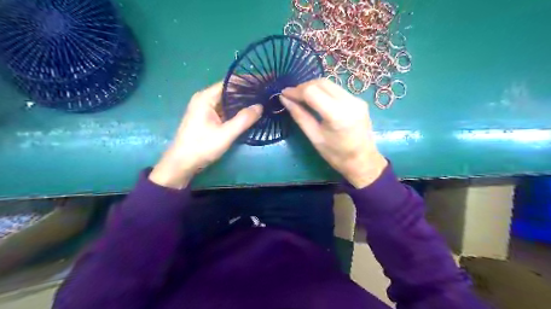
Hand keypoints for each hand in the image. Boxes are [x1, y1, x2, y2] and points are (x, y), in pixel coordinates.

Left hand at [150, 82, 262, 188]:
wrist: (182, 164)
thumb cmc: (201, 147)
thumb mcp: (225, 134)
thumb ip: (243, 119)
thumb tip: (260, 106)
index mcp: (206, 97)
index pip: (230, 82)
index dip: (248, 81)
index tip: (264, 81)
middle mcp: (205, 98)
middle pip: (229, 90)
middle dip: (248, 90)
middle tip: (266, 92)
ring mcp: (205, 108)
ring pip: (228, 100)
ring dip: (243, 100)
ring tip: (262, 100)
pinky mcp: (208, 117)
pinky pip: (225, 109)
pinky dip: (237, 109)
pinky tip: (249, 112)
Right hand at [281, 78, 384, 187]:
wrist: (363, 161)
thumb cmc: (336, 154)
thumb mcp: (314, 137)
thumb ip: (299, 115)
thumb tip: (284, 99)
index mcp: (337, 115)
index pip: (311, 92)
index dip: (295, 91)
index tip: (284, 94)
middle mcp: (349, 102)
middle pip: (321, 83)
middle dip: (303, 87)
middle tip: (291, 96)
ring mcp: (356, 99)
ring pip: (329, 84)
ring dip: (313, 87)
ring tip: (301, 97)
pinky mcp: (359, 100)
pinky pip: (337, 90)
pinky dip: (324, 91)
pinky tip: (316, 100)